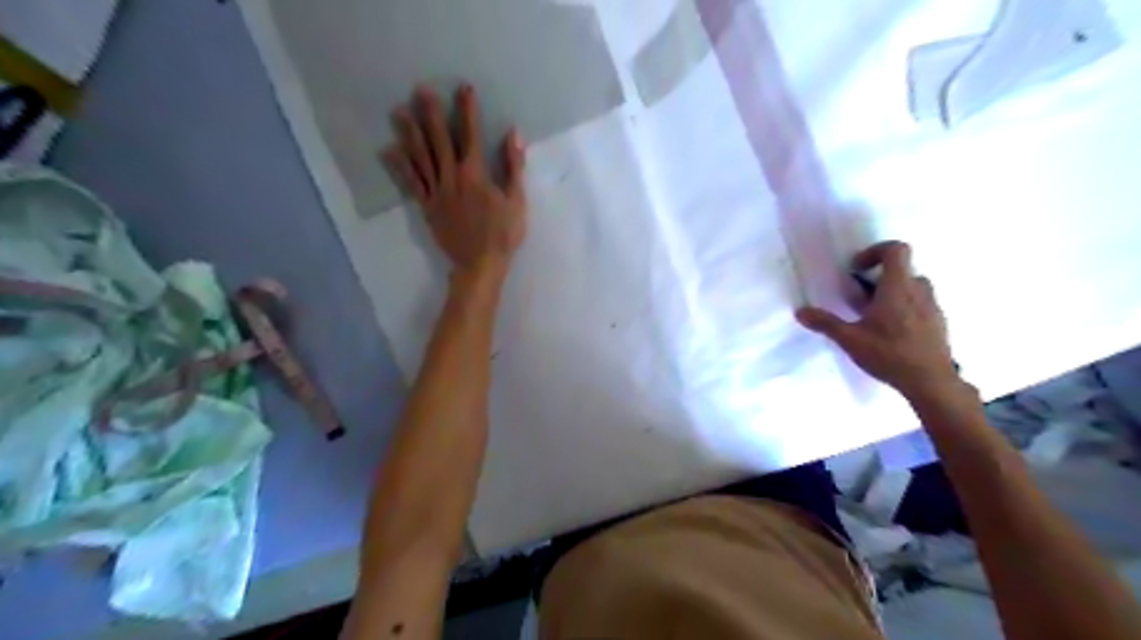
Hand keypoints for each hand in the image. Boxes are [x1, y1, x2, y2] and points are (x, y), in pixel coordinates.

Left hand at [383, 82, 523, 276]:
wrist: (480, 264)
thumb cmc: (503, 234)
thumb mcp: (517, 201)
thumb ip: (513, 167)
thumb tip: (512, 134)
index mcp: (475, 175)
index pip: (471, 136)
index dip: (468, 111)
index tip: (463, 88)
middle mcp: (452, 178)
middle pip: (439, 141)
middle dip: (431, 114)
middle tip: (420, 91)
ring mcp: (436, 193)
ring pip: (421, 159)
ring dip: (409, 134)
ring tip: (398, 112)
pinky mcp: (428, 207)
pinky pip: (411, 184)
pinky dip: (400, 167)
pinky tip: (389, 151)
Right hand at [797, 239, 956, 399]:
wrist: (931, 382)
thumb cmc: (889, 354)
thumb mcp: (850, 339)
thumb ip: (825, 323)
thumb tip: (800, 311)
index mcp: (898, 287)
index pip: (896, 249)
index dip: (875, 251)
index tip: (857, 269)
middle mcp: (919, 290)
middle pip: (903, 269)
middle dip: (880, 277)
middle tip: (860, 297)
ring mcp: (932, 306)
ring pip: (913, 287)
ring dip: (893, 293)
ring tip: (874, 316)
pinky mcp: (938, 323)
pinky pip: (920, 304)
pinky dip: (904, 308)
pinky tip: (890, 333)